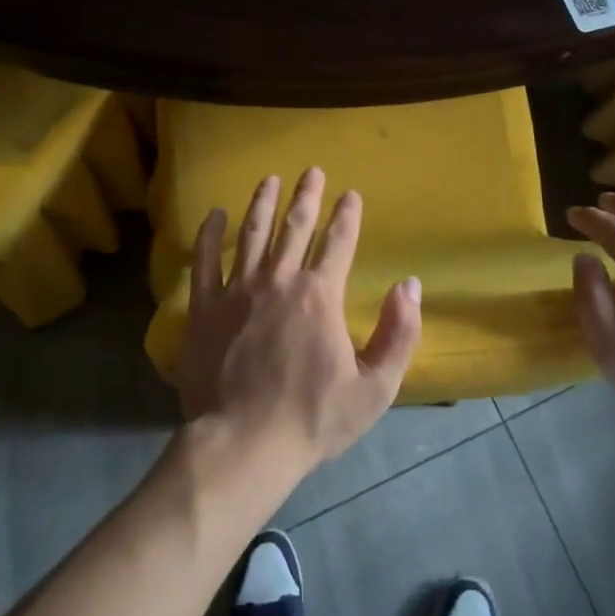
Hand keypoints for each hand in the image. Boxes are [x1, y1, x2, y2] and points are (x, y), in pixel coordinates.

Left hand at [175, 169, 421, 473]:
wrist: (243, 445)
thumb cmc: (312, 419)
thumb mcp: (375, 387)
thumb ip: (399, 333)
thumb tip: (410, 285)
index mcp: (320, 295)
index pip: (338, 242)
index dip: (347, 215)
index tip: (351, 194)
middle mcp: (279, 280)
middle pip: (294, 226)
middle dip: (306, 195)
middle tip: (312, 170)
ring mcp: (237, 290)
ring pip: (252, 234)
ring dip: (262, 203)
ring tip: (270, 179)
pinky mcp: (204, 307)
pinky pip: (205, 261)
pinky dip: (210, 234)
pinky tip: (214, 213)